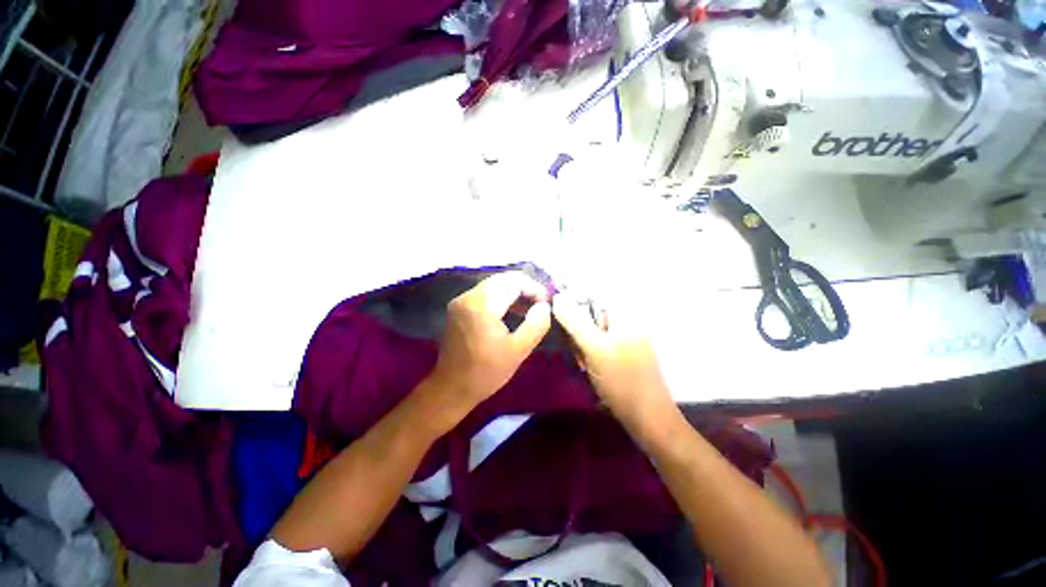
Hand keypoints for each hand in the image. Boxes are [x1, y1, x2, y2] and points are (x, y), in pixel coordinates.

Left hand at [429, 272, 551, 409]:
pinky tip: (512, 310)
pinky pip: (484, 294)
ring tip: (530, 307)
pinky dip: (500, 297)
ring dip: (513, 291)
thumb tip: (544, 306)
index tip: (547, 302)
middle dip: (524, 287)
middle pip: (502, 280)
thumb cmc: (486, 372)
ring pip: (493, 285)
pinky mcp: (458, 308)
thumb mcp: (518, 351)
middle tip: (540, 303)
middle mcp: (468, 297)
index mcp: (482, 305)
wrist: (452, 388)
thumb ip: (536, 325)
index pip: (513, 282)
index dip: (534, 288)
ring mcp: (460, 301)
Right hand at [552, 292, 672, 421]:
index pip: (594, 294)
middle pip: (592, 313)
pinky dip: (590, 352)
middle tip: (576, 350)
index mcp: (625, 315)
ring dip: (582, 344)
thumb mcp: (594, 349)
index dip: (573, 301)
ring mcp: (626, 338)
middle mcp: (627, 322)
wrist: (649, 420)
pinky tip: (589, 368)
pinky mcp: (623, 353)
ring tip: (583, 363)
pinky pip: (600, 343)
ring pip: (593, 330)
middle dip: (578, 329)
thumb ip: (575, 321)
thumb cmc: (622, 381)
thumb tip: (557, 298)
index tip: (561, 317)